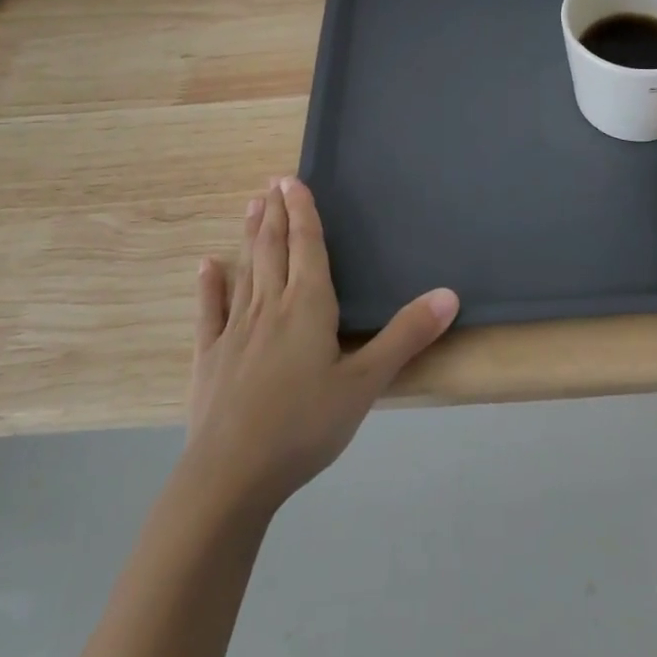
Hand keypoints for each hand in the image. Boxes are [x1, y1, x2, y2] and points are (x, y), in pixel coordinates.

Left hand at [184, 177, 458, 515]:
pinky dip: (210, 286)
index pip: (307, 246)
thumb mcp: (366, 383)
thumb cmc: (305, 425)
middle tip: (272, 182)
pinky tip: (208, 266)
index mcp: (308, 306)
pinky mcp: (210, 358)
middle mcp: (270, 307)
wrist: (231, 476)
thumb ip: (406, 336)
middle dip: (276, 214)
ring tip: (251, 206)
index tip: (292, 180)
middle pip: (274, 249)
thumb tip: (449, 294)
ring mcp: (235, 331)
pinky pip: (211, 312)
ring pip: (246, 271)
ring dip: (250, 236)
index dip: (303, 212)